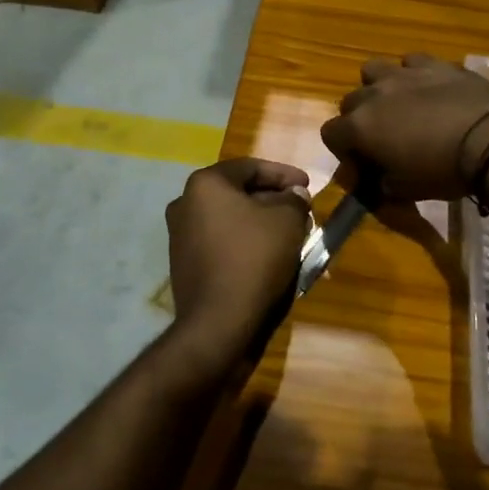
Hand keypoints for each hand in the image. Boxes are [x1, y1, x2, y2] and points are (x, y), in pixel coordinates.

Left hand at [165, 158, 310, 372]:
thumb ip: (294, 199)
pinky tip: (267, 253)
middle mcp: (185, 203)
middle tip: (300, 209)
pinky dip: (244, 241)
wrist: (218, 322)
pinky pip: (220, 241)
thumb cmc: (254, 258)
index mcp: (205, 184)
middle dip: (272, 198)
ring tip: (289, 232)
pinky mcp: (184, 263)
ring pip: (229, 218)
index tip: (308, 185)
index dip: (284, 174)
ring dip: (259, 221)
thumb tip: (293, 195)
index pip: (250, 167)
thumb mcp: (287, 221)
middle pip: (237, 192)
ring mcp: (179, 235)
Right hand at [321, 53, 488, 200]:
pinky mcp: (435, 63)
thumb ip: (381, 184)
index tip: (363, 164)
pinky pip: (413, 62)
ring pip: (374, 70)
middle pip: (350, 101)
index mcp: (360, 126)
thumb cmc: (440, 171)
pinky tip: (430, 89)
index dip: (343, 150)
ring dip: (379, 86)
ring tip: (400, 104)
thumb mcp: (404, 191)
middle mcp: (374, 94)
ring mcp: (404, 74)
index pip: (330, 134)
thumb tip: (377, 181)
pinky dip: (415, 74)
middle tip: (382, 137)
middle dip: (359, 118)